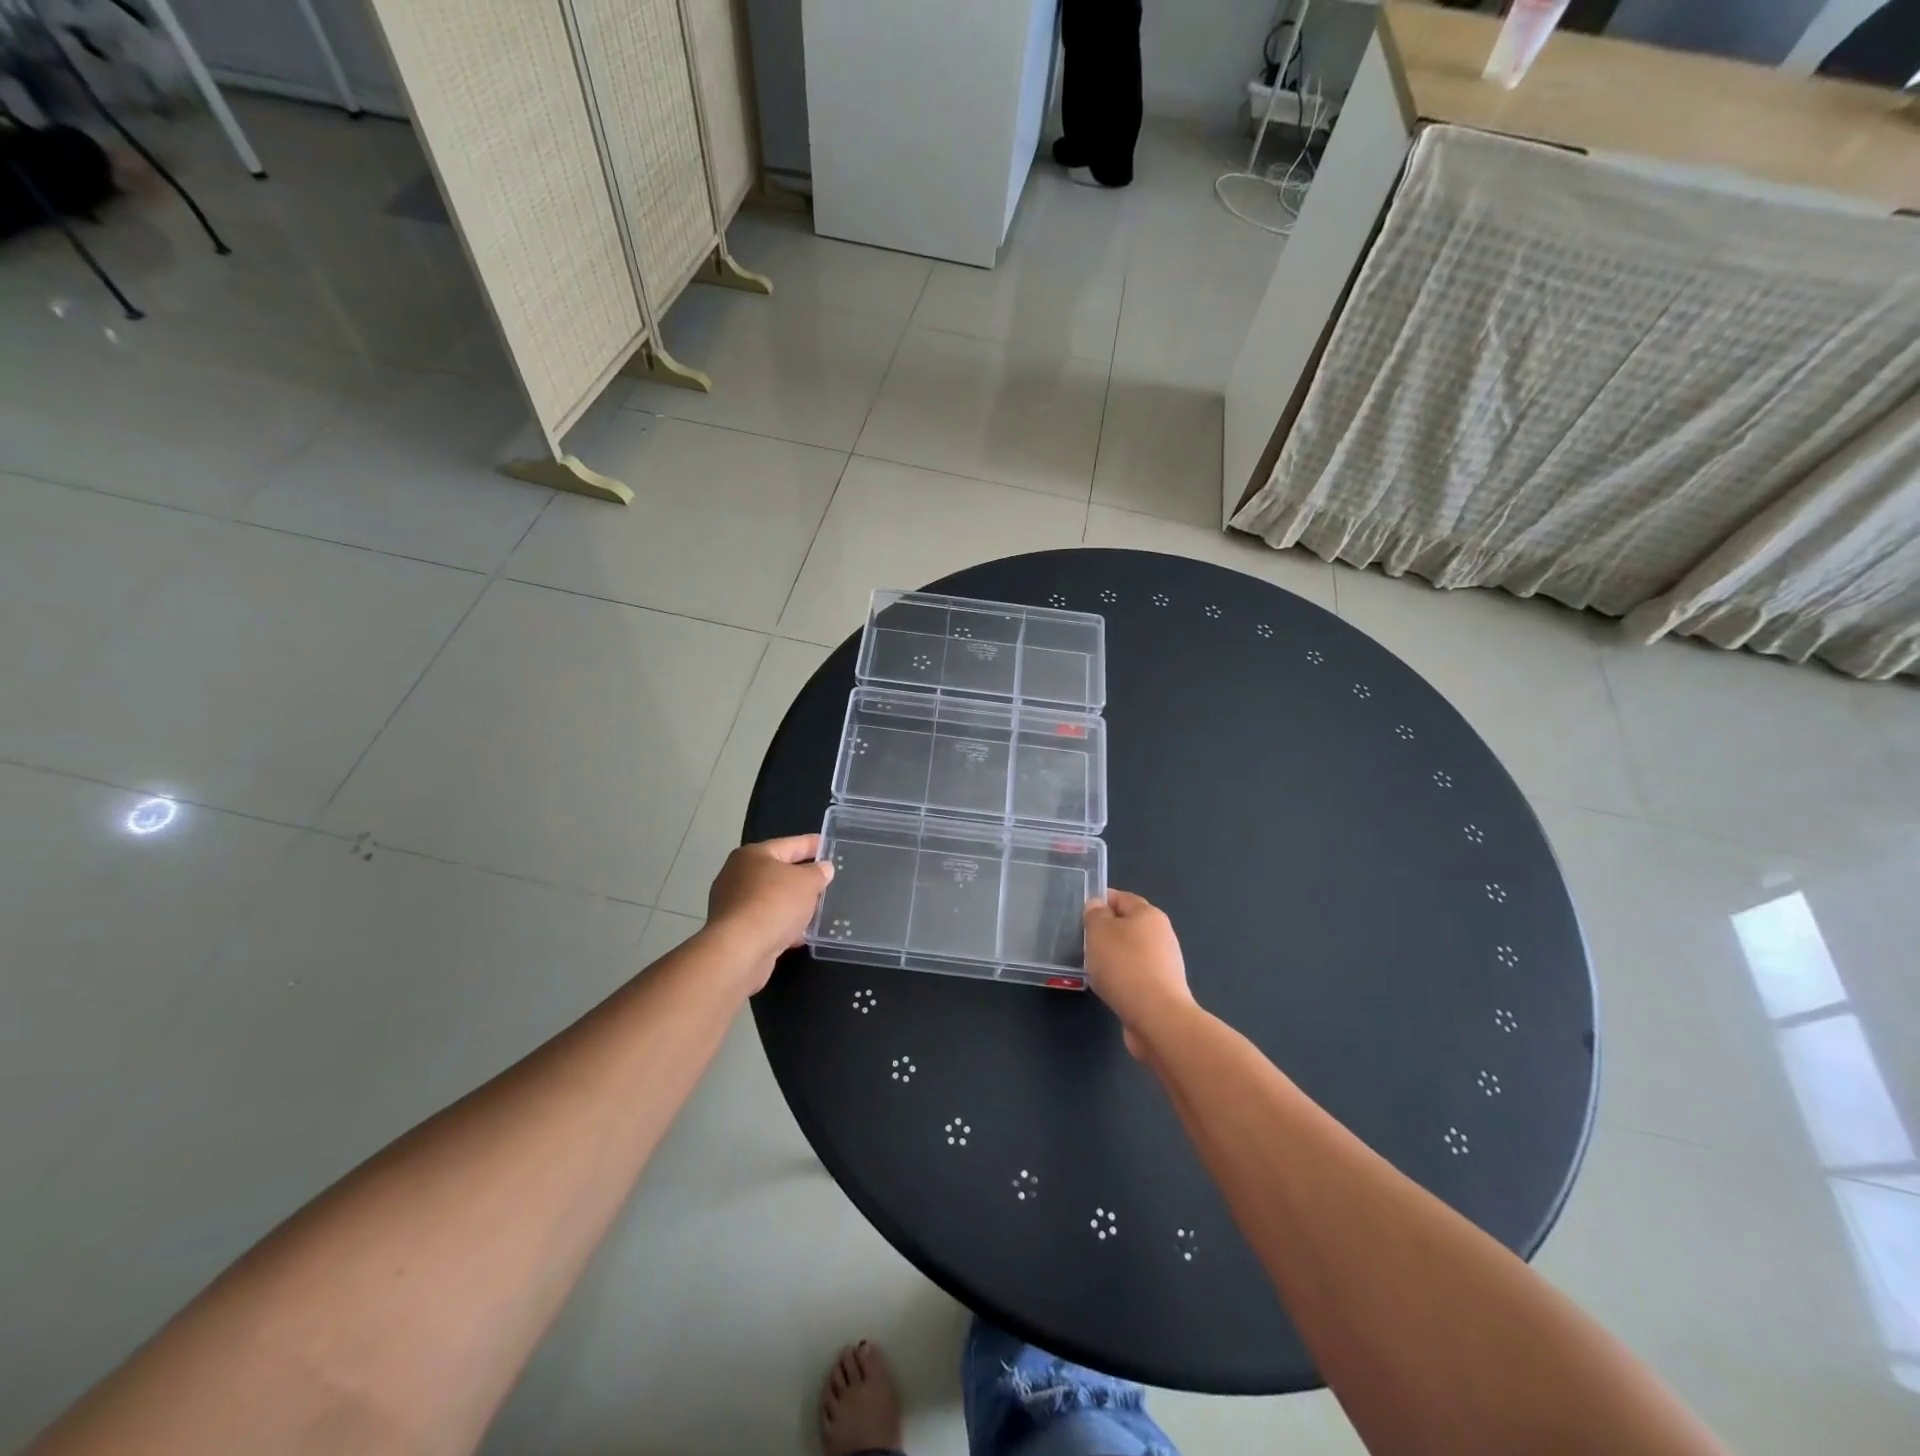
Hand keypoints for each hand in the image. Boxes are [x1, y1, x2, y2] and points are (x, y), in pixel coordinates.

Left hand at [706, 834, 834, 989]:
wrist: (740, 951)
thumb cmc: (774, 904)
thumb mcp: (807, 883)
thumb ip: (818, 873)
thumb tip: (824, 868)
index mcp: (753, 855)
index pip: (790, 844)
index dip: (812, 844)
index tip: (829, 845)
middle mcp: (738, 875)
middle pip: (778, 872)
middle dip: (803, 877)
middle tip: (827, 880)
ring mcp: (733, 905)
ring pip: (772, 899)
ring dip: (793, 905)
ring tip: (819, 909)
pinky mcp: (735, 931)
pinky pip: (766, 922)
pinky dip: (783, 925)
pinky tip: (801, 934)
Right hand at [1084, 889, 1194, 1058]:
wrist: (1157, 1018)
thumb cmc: (1125, 966)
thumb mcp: (1099, 932)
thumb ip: (1095, 914)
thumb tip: (1097, 906)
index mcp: (1149, 914)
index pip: (1121, 898)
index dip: (1099, 901)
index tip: (1079, 914)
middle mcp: (1161, 934)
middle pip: (1128, 925)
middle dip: (1105, 932)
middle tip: (1083, 942)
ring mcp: (1165, 963)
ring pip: (1131, 952)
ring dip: (1113, 957)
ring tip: (1092, 967)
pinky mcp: (1162, 989)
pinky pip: (1135, 975)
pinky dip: (1121, 978)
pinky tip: (1108, 988)